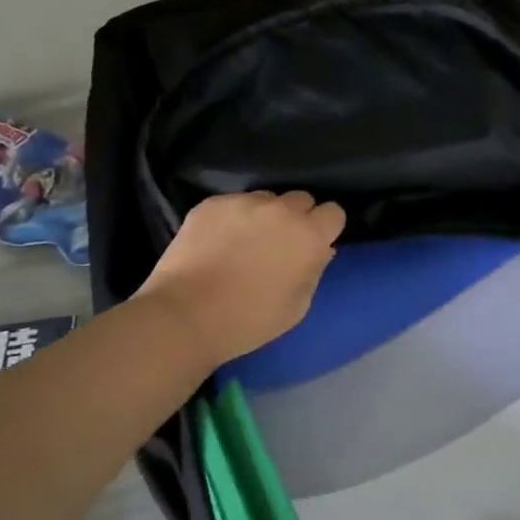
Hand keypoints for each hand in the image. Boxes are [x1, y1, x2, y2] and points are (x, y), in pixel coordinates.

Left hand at [137, 190, 345, 368]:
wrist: (186, 316)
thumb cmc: (249, 320)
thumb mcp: (297, 306)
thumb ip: (314, 271)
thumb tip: (320, 250)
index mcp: (309, 236)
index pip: (334, 212)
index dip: (325, 228)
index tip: (313, 244)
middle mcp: (281, 210)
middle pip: (301, 200)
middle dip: (296, 218)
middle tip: (279, 243)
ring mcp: (244, 203)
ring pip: (266, 199)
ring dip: (263, 216)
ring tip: (244, 241)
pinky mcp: (212, 204)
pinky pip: (233, 204)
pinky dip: (232, 219)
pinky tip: (217, 242)